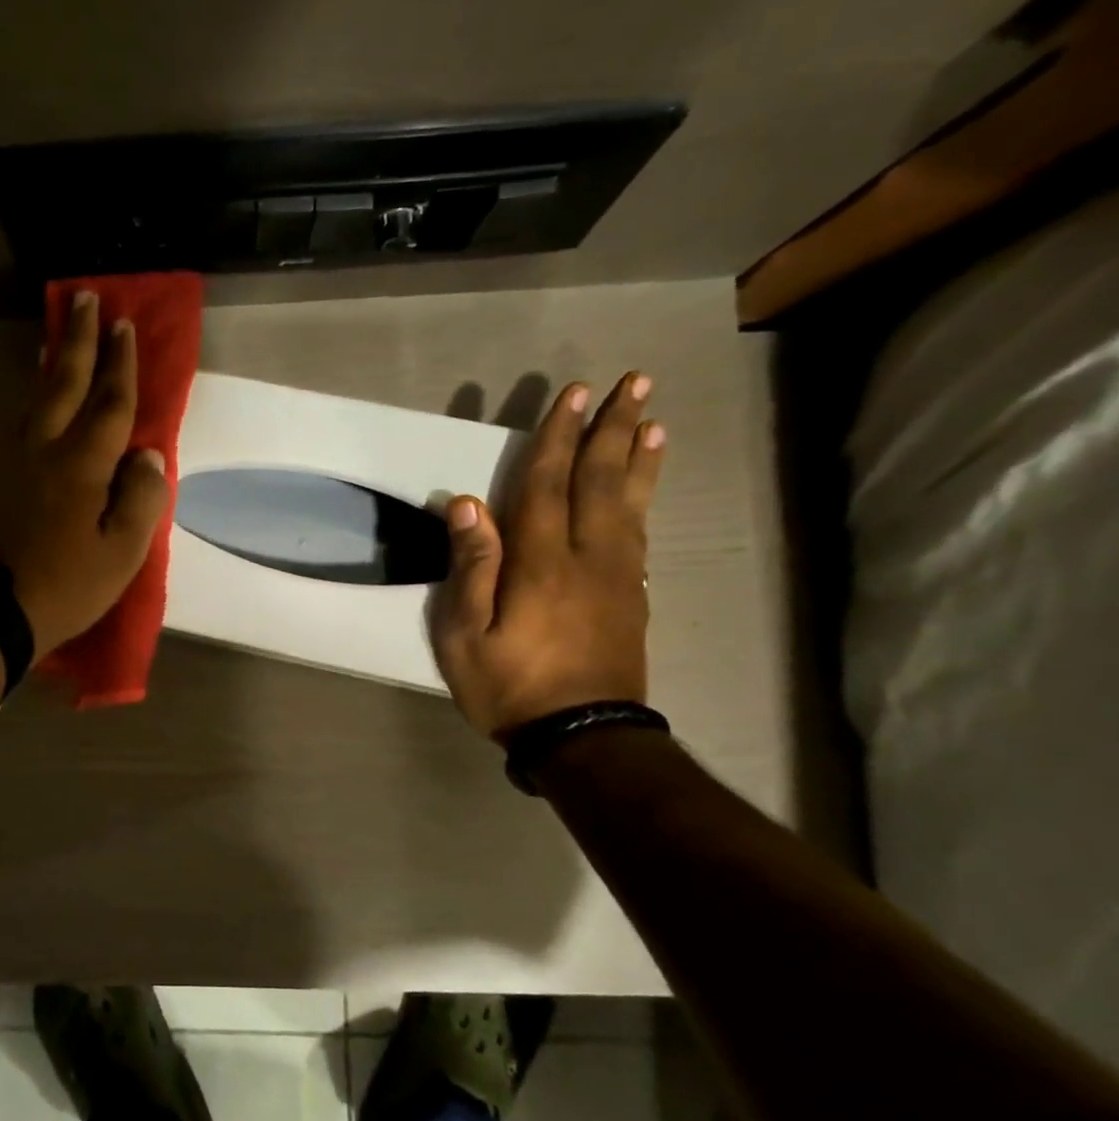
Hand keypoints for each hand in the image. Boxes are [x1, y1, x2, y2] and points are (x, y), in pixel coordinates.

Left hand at [0, 291, 168, 657]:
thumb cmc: (66, 585)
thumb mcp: (121, 554)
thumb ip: (141, 499)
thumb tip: (146, 456)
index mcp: (83, 465)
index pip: (110, 403)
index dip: (121, 364)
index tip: (125, 325)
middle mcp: (46, 448)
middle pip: (66, 382)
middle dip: (80, 339)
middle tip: (86, 298)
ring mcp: (14, 458)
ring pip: (36, 394)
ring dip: (52, 359)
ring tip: (60, 332)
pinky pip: (17, 417)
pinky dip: (30, 392)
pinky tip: (33, 389)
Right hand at [429, 373, 665, 739]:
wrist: (583, 737)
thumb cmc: (510, 687)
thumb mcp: (465, 636)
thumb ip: (470, 568)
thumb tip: (467, 504)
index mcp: (541, 563)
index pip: (546, 485)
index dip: (556, 437)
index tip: (572, 395)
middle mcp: (587, 557)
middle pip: (600, 481)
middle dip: (613, 429)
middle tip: (634, 382)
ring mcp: (617, 577)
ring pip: (630, 503)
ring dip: (640, 457)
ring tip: (654, 420)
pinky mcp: (631, 597)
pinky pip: (640, 534)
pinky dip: (647, 499)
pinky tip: (646, 486)